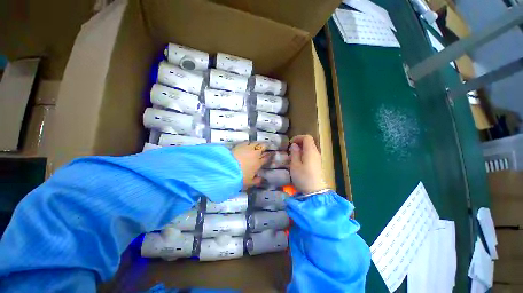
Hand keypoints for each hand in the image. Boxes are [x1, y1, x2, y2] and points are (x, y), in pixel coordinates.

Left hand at [232, 142, 269, 189]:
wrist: (228, 169)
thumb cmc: (240, 177)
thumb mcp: (249, 182)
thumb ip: (257, 181)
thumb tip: (261, 179)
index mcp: (259, 163)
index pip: (266, 157)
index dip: (269, 155)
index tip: (271, 153)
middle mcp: (255, 154)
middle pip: (262, 147)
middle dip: (265, 146)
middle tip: (265, 146)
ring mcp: (248, 148)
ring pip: (255, 143)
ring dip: (257, 143)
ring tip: (257, 144)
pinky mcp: (240, 145)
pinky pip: (247, 142)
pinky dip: (248, 142)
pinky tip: (248, 143)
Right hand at [289, 135, 326, 193]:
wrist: (315, 191)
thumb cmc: (303, 177)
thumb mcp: (295, 165)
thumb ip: (294, 153)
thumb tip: (294, 145)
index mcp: (310, 151)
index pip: (307, 137)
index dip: (298, 137)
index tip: (291, 143)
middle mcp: (316, 153)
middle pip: (309, 142)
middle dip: (299, 143)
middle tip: (291, 149)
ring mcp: (318, 159)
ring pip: (310, 149)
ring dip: (301, 149)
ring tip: (293, 156)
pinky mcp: (318, 165)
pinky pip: (311, 155)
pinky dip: (304, 154)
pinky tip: (299, 162)